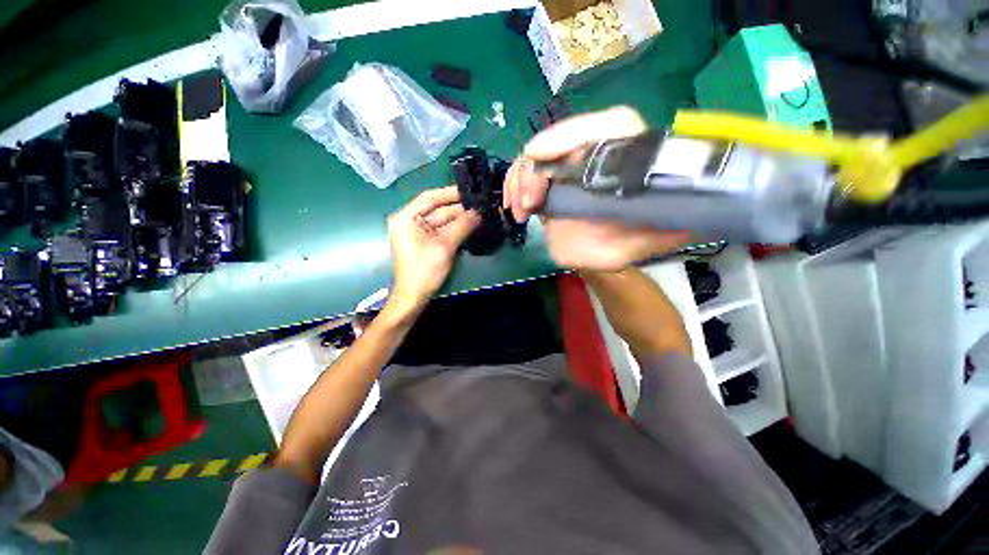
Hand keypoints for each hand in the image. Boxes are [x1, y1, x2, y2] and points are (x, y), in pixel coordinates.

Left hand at [387, 186, 480, 309]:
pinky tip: (470, 225)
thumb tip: (479, 213)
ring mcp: (416, 232)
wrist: (414, 297)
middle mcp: (409, 221)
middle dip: (459, 209)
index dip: (450, 193)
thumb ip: (462, 227)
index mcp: (406, 218)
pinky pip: (441, 231)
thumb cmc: (424, 271)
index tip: (469, 191)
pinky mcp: (424, 242)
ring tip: (479, 214)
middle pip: (437, 209)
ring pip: (441, 220)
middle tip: (480, 205)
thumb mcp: (444, 247)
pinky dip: (455, 229)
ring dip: (459, 219)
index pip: (429, 198)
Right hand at [504, 106, 690, 270]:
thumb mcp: (644, 242)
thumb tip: (687, 214)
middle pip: (559, 138)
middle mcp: (598, 151)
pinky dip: (513, 186)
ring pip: (535, 154)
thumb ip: (663, 231)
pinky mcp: (550, 176)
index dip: (569, 134)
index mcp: (628, 157)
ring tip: (521, 212)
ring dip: (519, 180)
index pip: (606, 125)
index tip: (538, 157)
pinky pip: (524, 170)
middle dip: (535, 169)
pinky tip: (516, 209)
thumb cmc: (620, 246)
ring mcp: (570, 162)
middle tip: (528, 204)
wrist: (594, 253)